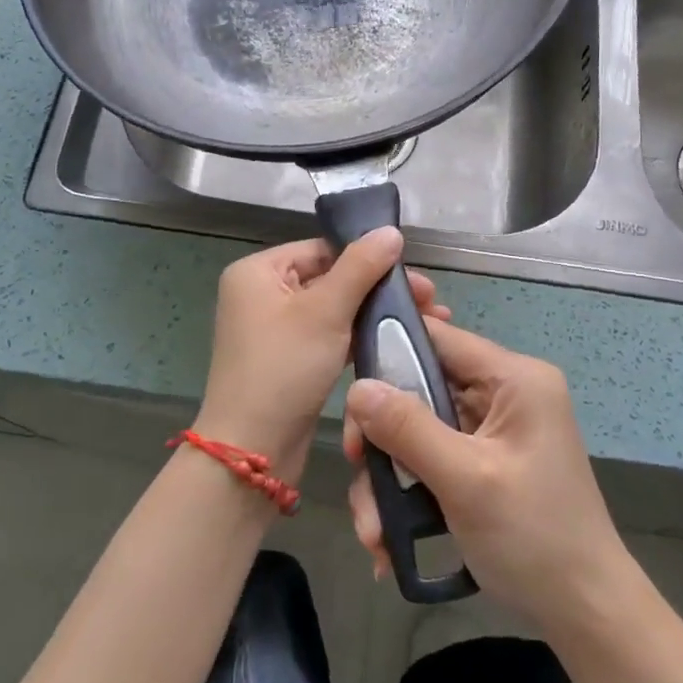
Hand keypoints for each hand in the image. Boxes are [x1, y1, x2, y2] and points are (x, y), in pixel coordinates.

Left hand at [195, 229, 448, 482]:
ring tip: (425, 320)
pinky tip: (394, 340)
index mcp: (258, 272)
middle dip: (378, 288)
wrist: (252, 450)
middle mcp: (260, 294)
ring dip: (374, 313)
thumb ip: (360, 267)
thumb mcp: (325, 311)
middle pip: (330, 277)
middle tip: (431, 301)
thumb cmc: (284, 368)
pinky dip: (358, 336)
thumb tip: (390, 231)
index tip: (413, 274)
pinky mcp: (288, 360)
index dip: (367, 257)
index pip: (321, 249)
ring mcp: (273, 329)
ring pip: (333, 309)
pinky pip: (328, 336)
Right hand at [343, 318, 630, 630]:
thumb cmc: (534, 538)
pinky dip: (408, 493)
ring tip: (374, 532)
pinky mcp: (483, 462)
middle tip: (356, 469)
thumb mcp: (466, 480)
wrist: (586, 614)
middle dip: (383, 434)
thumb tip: (356, 387)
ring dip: (390, 477)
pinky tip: (390, 539)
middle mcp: (503, 393)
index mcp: (514, 379)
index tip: (351, 394)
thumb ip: (408, 428)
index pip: (439, 338)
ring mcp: (493, 430)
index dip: (389, 353)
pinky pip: (431, 458)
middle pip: (420, 387)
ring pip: (418, 429)